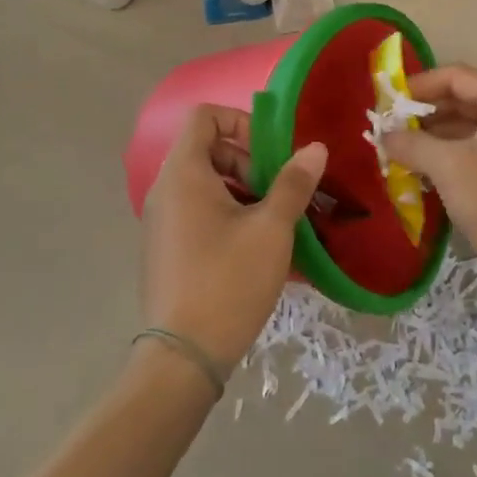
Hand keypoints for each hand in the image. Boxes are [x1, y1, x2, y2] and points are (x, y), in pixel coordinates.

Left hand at [140, 105, 327, 372]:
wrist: (182, 360)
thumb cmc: (228, 282)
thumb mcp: (271, 229)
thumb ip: (293, 182)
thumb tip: (315, 148)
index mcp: (184, 173)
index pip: (205, 116)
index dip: (241, 122)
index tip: (271, 152)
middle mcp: (165, 189)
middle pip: (207, 148)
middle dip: (248, 160)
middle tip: (278, 191)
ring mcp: (161, 221)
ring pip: (205, 182)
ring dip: (242, 189)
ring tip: (274, 221)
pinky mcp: (165, 248)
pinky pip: (197, 211)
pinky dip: (226, 214)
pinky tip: (255, 247)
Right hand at [382, 66, 476, 286]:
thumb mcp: (448, 166)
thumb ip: (411, 143)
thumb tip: (384, 135)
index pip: (457, 76)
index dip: (419, 85)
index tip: (387, 103)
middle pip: (462, 98)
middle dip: (423, 112)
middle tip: (388, 127)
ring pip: (467, 126)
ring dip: (432, 135)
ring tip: (398, 149)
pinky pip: (476, 149)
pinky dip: (448, 154)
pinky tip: (420, 170)